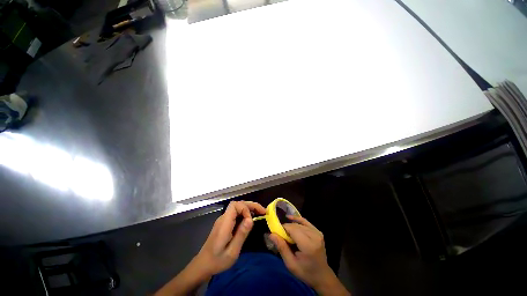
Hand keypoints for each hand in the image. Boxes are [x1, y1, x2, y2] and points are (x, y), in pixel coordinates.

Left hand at [192, 201, 266, 277]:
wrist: (203, 265)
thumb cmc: (217, 261)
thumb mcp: (232, 251)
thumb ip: (241, 234)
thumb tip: (251, 219)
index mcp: (224, 223)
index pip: (235, 205)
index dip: (245, 209)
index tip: (251, 220)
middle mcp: (223, 218)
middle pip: (237, 204)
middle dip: (251, 205)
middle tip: (263, 211)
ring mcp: (223, 220)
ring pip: (237, 208)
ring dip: (249, 208)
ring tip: (259, 214)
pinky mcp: (224, 224)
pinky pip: (236, 214)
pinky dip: (245, 214)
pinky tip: (250, 220)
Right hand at [270, 216, 349, 295]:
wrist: (322, 276)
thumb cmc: (305, 272)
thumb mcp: (291, 264)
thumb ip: (281, 247)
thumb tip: (271, 234)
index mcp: (308, 245)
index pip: (292, 229)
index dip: (283, 229)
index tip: (276, 232)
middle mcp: (314, 236)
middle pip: (296, 226)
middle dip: (286, 228)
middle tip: (279, 234)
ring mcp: (317, 233)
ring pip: (299, 224)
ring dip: (291, 226)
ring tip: (285, 232)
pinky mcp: (318, 231)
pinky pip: (305, 222)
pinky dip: (297, 219)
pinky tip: (290, 218)